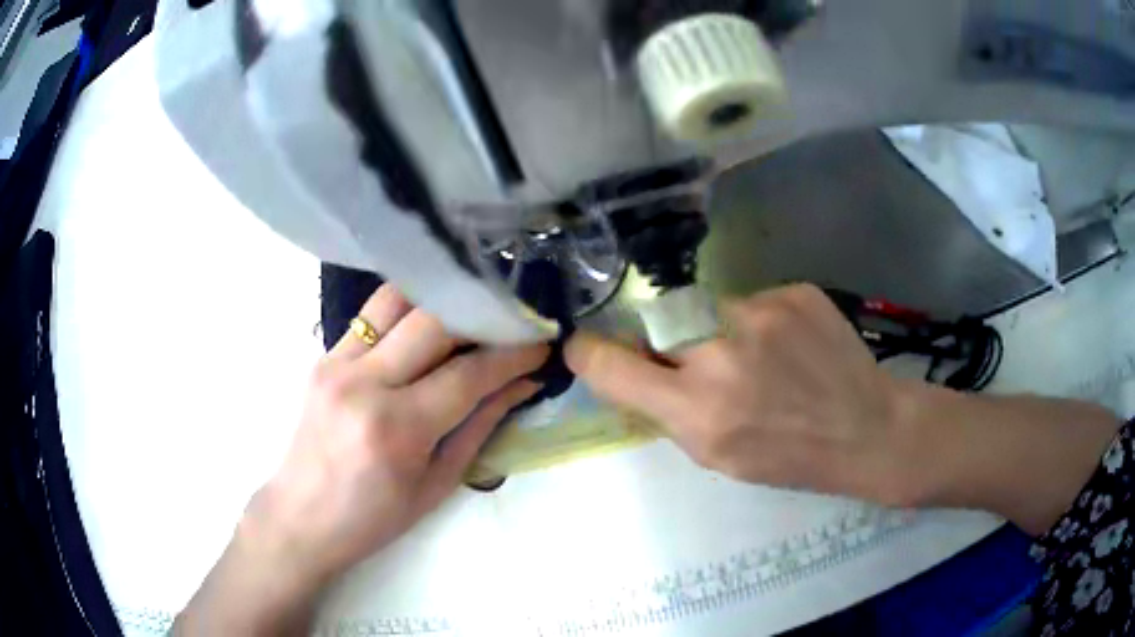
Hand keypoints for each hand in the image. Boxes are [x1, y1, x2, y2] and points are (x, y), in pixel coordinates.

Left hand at [176, 285, 547, 634]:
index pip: (469, 373)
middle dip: (484, 317)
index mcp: (397, 429)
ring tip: (471, 311)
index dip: (513, 355)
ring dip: (442, 299)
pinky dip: (408, 306)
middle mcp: (365, 384)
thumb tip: (523, 383)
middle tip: (512, 322)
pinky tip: (428, 318)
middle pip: (435, 322)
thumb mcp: (438, 484)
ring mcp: (338, 363)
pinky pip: (372, 314)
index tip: (542, 343)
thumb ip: (481, 425)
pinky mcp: (324, 355)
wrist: (301, 516)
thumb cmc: (373, 518)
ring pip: (399, 300)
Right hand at [567, 283, 1119, 532]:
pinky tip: (791, 346)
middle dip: (669, 346)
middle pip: (659, 325)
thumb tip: (634, 368)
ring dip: (719, 332)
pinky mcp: (793, 290)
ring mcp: (762, 312)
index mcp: (698, 409)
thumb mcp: (716, 455)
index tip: (583, 346)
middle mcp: (722, 352)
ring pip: (709, 309)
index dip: (590, 353)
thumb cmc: (790, 457)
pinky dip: (758, 322)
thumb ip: (669, 409)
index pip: (610, 364)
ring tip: (762, 360)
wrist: (868, 429)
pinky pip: (751, 301)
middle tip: (703, 367)